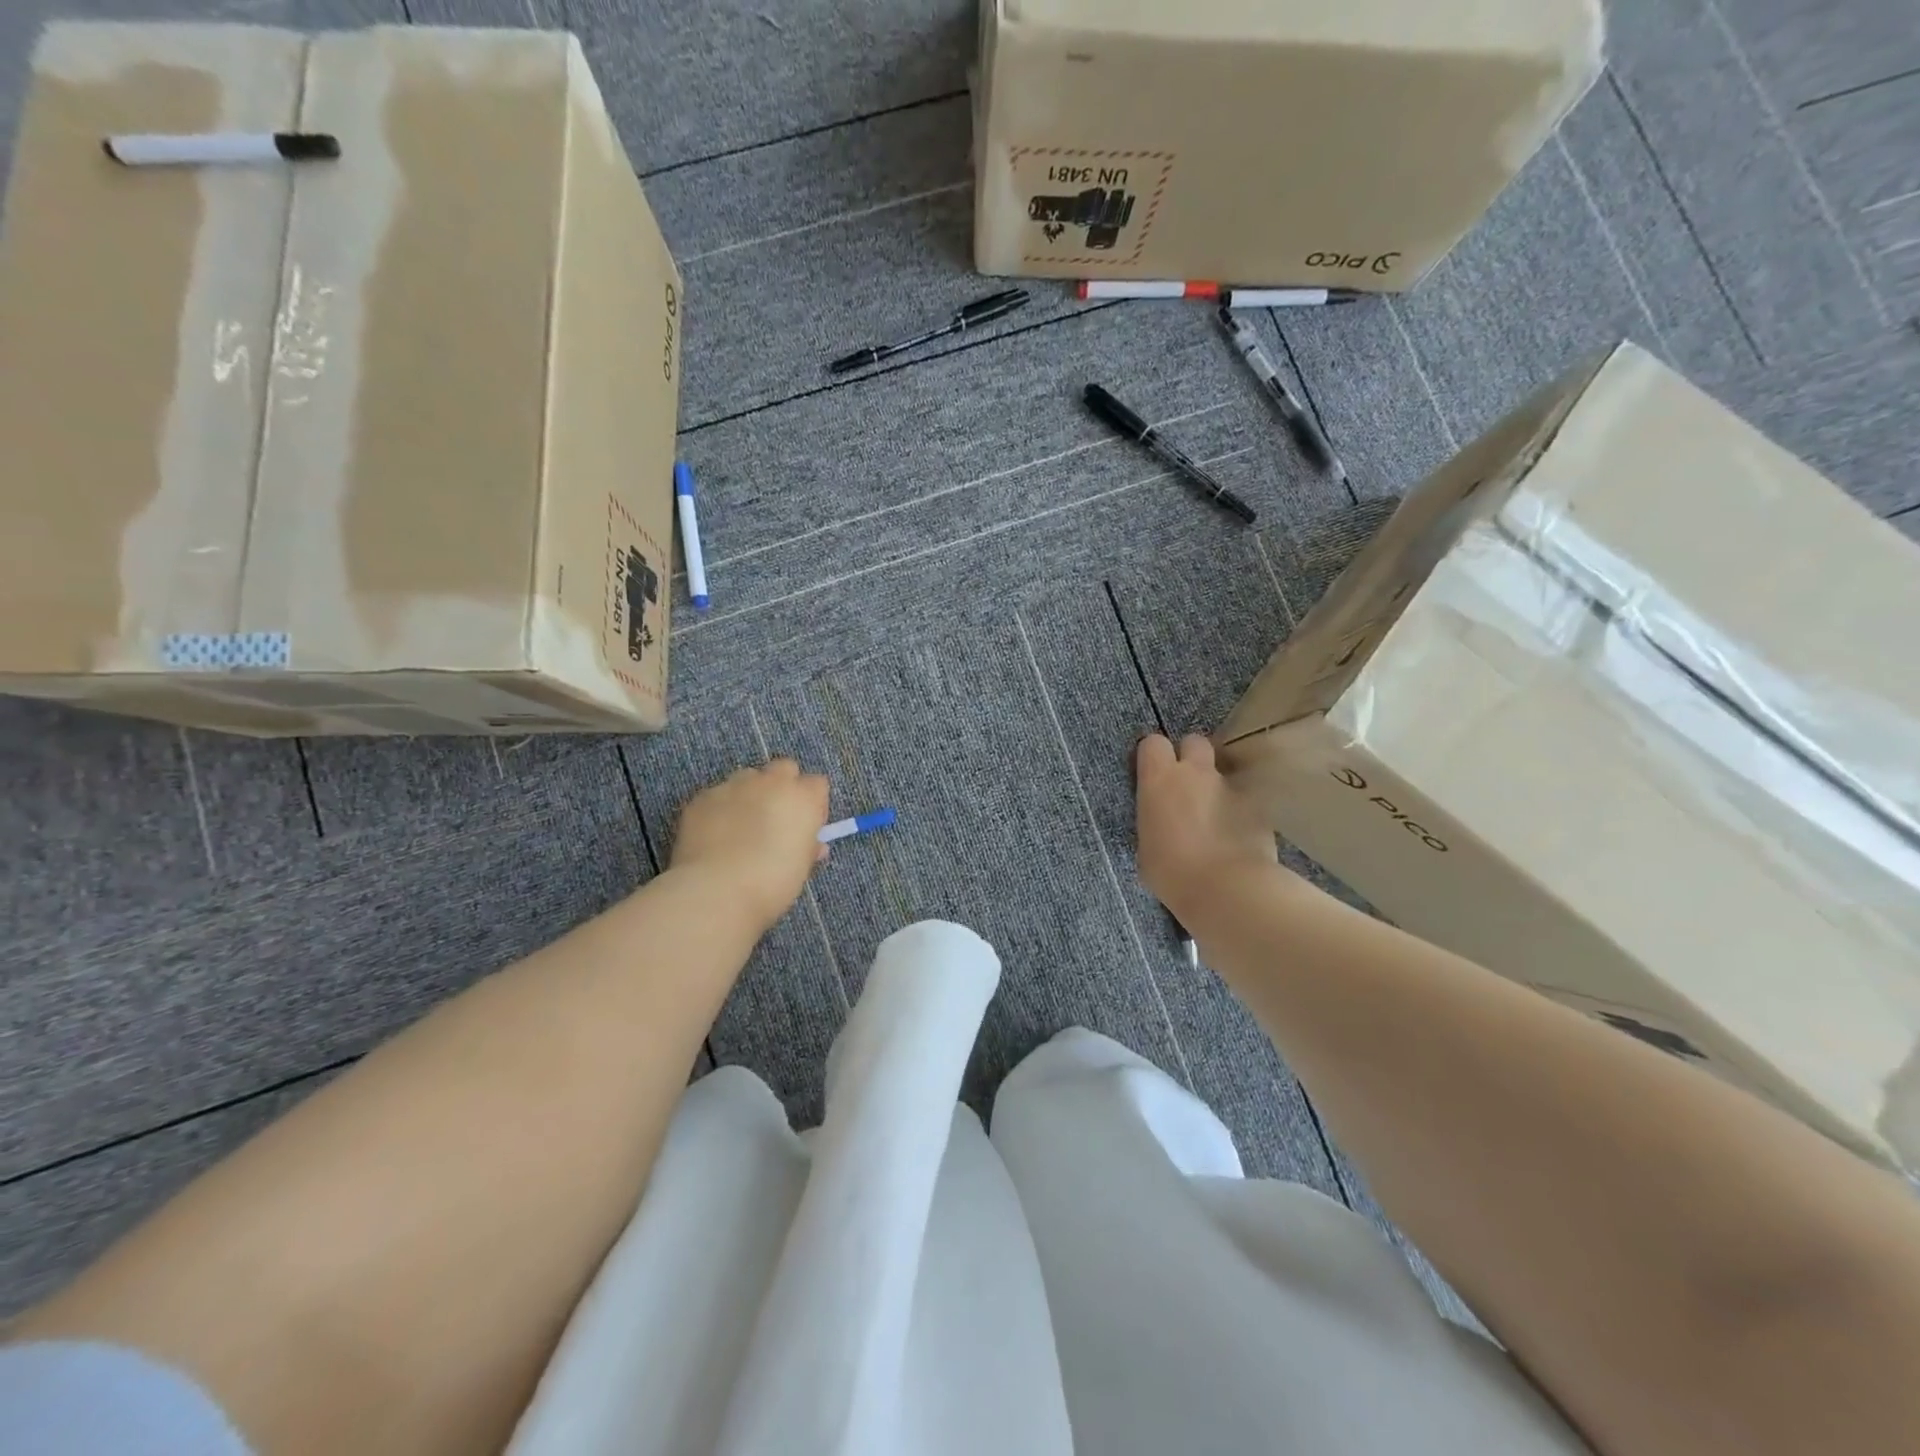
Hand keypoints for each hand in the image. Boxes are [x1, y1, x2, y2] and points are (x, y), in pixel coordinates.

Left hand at [670, 759, 829, 928]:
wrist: (717, 890)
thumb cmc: (772, 883)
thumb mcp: (801, 869)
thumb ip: (808, 849)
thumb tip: (813, 845)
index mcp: (803, 798)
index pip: (817, 784)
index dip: (812, 805)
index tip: (805, 827)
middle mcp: (771, 782)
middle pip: (784, 768)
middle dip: (783, 787)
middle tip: (776, 818)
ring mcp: (734, 786)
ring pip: (747, 777)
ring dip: (750, 794)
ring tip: (741, 826)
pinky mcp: (703, 797)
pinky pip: (717, 795)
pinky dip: (720, 809)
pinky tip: (715, 835)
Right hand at [1135, 733, 1280, 924]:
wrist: (1227, 889)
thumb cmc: (1172, 873)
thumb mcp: (1146, 847)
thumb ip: (1154, 822)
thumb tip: (1162, 822)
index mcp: (1159, 780)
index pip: (1152, 743)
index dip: (1153, 756)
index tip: (1153, 775)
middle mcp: (1196, 773)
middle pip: (1194, 742)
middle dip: (1191, 758)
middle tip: (1187, 787)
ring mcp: (1231, 786)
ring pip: (1223, 771)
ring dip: (1217, 786)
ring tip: (1215, 816)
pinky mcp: (1259, 806)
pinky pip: (1246, 799)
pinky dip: (1241, 812)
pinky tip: (1238, 836)